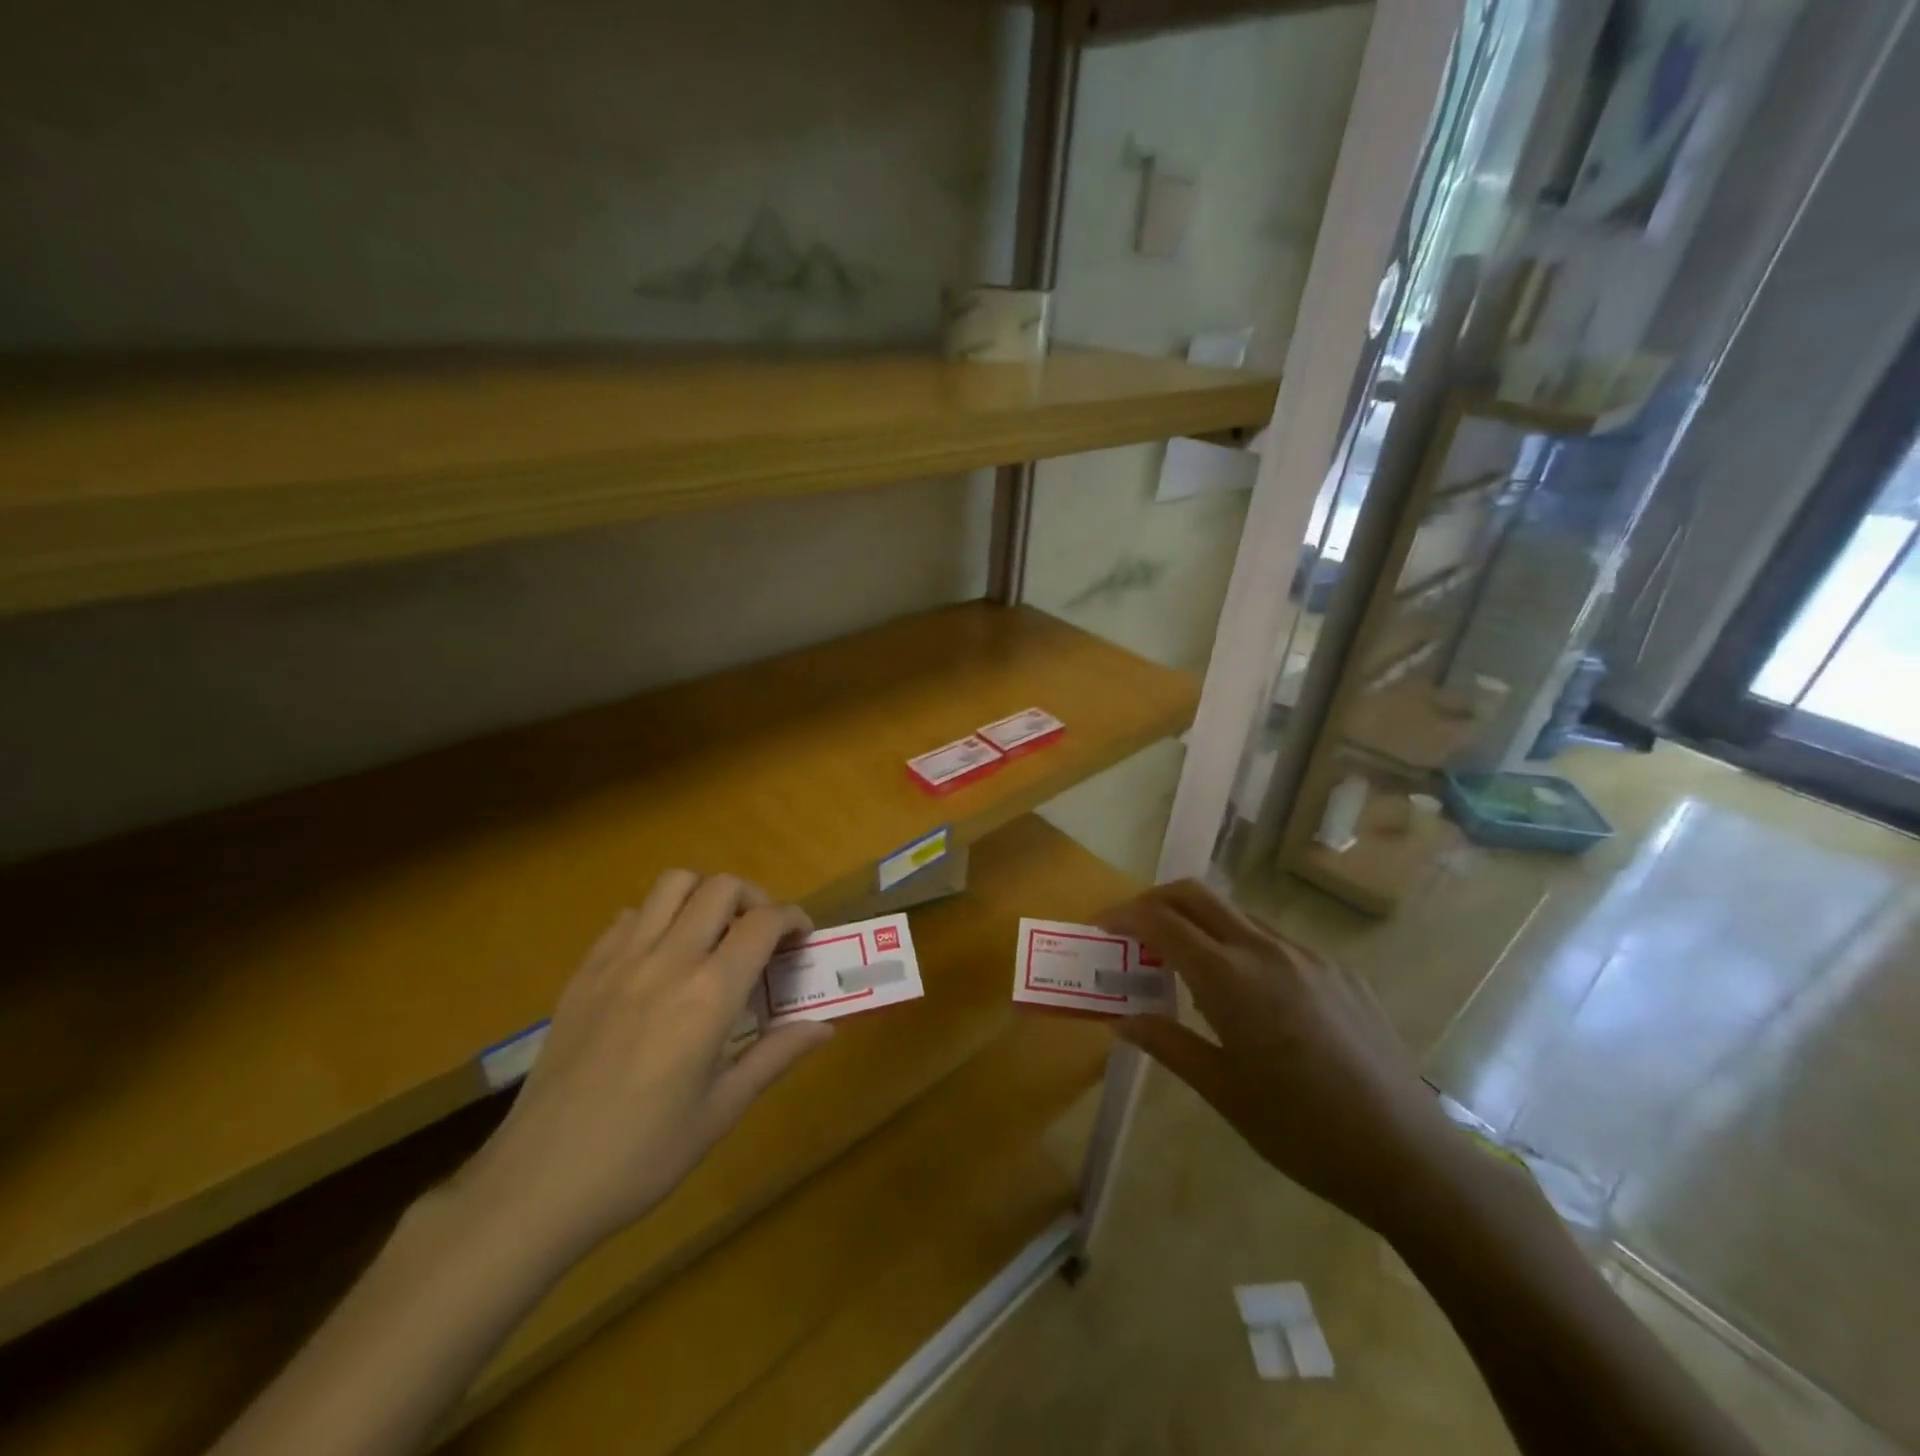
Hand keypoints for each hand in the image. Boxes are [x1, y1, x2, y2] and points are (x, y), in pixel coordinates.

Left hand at [457, 872, 832, 1264]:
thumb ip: (776, 1055)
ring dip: (704, 895)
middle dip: (754, 898)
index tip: (802, 939)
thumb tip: (825, 1028)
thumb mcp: (722, 1110)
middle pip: (720, 887)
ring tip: (714, 934)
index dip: (793, 918)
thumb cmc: (642, 1155)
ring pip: (671, 885)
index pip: (763, 922)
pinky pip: (628, 916)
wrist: (537, 1184)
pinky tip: (660, 959)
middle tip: (762, 935)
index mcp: (708, 995)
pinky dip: (657, 918)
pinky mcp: (584, 973)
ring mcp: (618, 961)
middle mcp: (667, 961)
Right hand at [1102, 880, 1461, 1238]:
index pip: (1162, 921)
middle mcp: (1266, 950)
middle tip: (1133, 930)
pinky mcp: (1340, 972)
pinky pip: (1275, 941)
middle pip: (1197, 894)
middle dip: (1156, 900)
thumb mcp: (1223, 1092)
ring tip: (1184, 965)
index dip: (1124, 915)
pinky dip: (1241, 946)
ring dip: (1199, 922)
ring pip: (1237, 914)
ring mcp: (1308, 956)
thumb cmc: (1302, 1131)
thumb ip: (1167, 1044)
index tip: (1100, 926)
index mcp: (1231, 978)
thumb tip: (1121, 1020)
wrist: (1408, 1157)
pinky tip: (1249, 996)